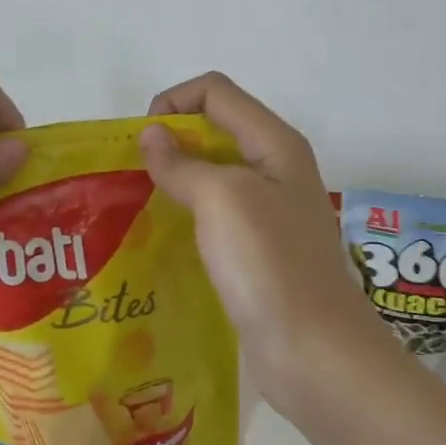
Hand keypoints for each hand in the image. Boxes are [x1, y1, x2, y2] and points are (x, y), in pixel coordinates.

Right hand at [140, 73, 383, 411]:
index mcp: (275, 143)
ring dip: (175, 180)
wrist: (314, 352)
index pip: (216, 92)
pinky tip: (162, 239)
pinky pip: (216, 216)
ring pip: (213, 175)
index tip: (139, 142)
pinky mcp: (259, 250)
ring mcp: (270, 212)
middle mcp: (276, 169)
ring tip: (137, 205)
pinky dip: (187, 215)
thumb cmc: (269, 265)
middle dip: (170, 141)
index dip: (173, 102)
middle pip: (215, 129)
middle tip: (131, 175)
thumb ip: (183, 162)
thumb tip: (151, 136)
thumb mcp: (222, 199)